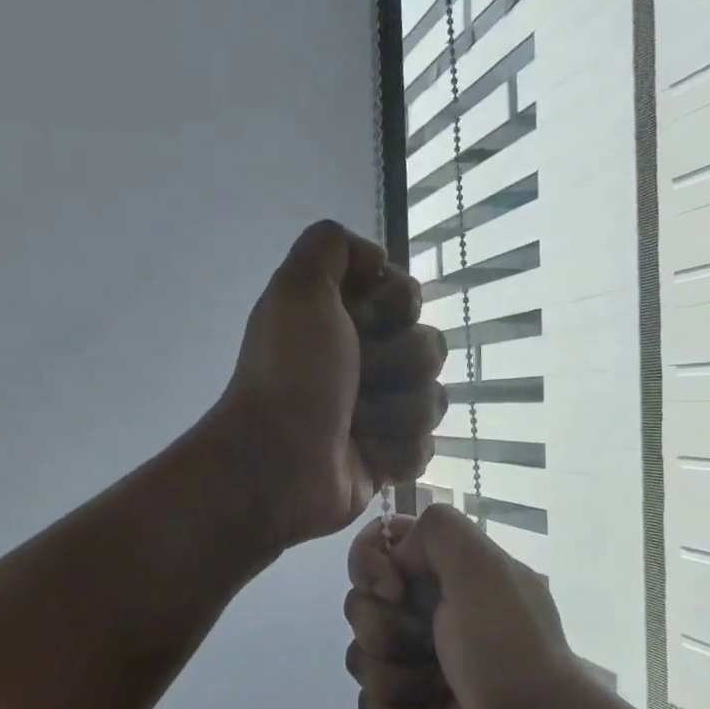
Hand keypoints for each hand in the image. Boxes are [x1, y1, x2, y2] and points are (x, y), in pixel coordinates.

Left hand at [216, 220, 447, 550]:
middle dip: (394, 364)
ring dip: (393, 413)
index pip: (408, 297)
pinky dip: (394, 452)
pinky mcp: (385, 460)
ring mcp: (377, 413)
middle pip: (428, 348)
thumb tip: (376, 259)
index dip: (395, 307)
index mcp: (342, 321)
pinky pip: (423, 448)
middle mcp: (362, 362)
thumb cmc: (290, 375)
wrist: (277, 463)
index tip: (360, 322)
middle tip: (352, 381)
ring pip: (431, 401)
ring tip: (353, 426)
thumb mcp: (298, 288)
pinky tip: (364, 456)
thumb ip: (329, 245)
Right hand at [343, 505, 595, 708]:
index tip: (394, 589)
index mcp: (448, 574)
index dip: (371, 567)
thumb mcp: (483, 568)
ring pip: (361, 655)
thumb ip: (437, 530)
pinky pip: (369, 701)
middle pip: (360, 605)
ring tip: (435, 690)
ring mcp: (418, 663)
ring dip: (394, 675)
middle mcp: (431, 613)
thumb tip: (396, 558)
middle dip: (385, 630)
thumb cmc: (509, 650)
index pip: (379, 550)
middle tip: (428, 647)